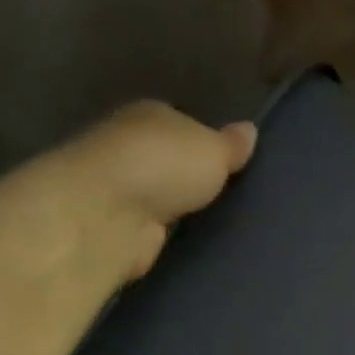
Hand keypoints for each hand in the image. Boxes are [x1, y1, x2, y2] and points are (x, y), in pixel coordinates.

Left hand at [41, 100, 257, 279]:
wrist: (105, 214)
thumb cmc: (162, 166)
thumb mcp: (213, 149)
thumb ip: (231, 144)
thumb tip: (249, 129)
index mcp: (150, 115)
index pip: (182, 123)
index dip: (206, 141)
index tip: (233, 164)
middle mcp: (129, 144)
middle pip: (170, 159)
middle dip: (194, 175)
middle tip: (233, 195)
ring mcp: (120, 186)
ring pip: (162, 193)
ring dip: (181, 206)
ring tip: (222, 221)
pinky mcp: (117, 223)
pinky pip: (155, 224)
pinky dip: (169, 230)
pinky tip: (195, 240)